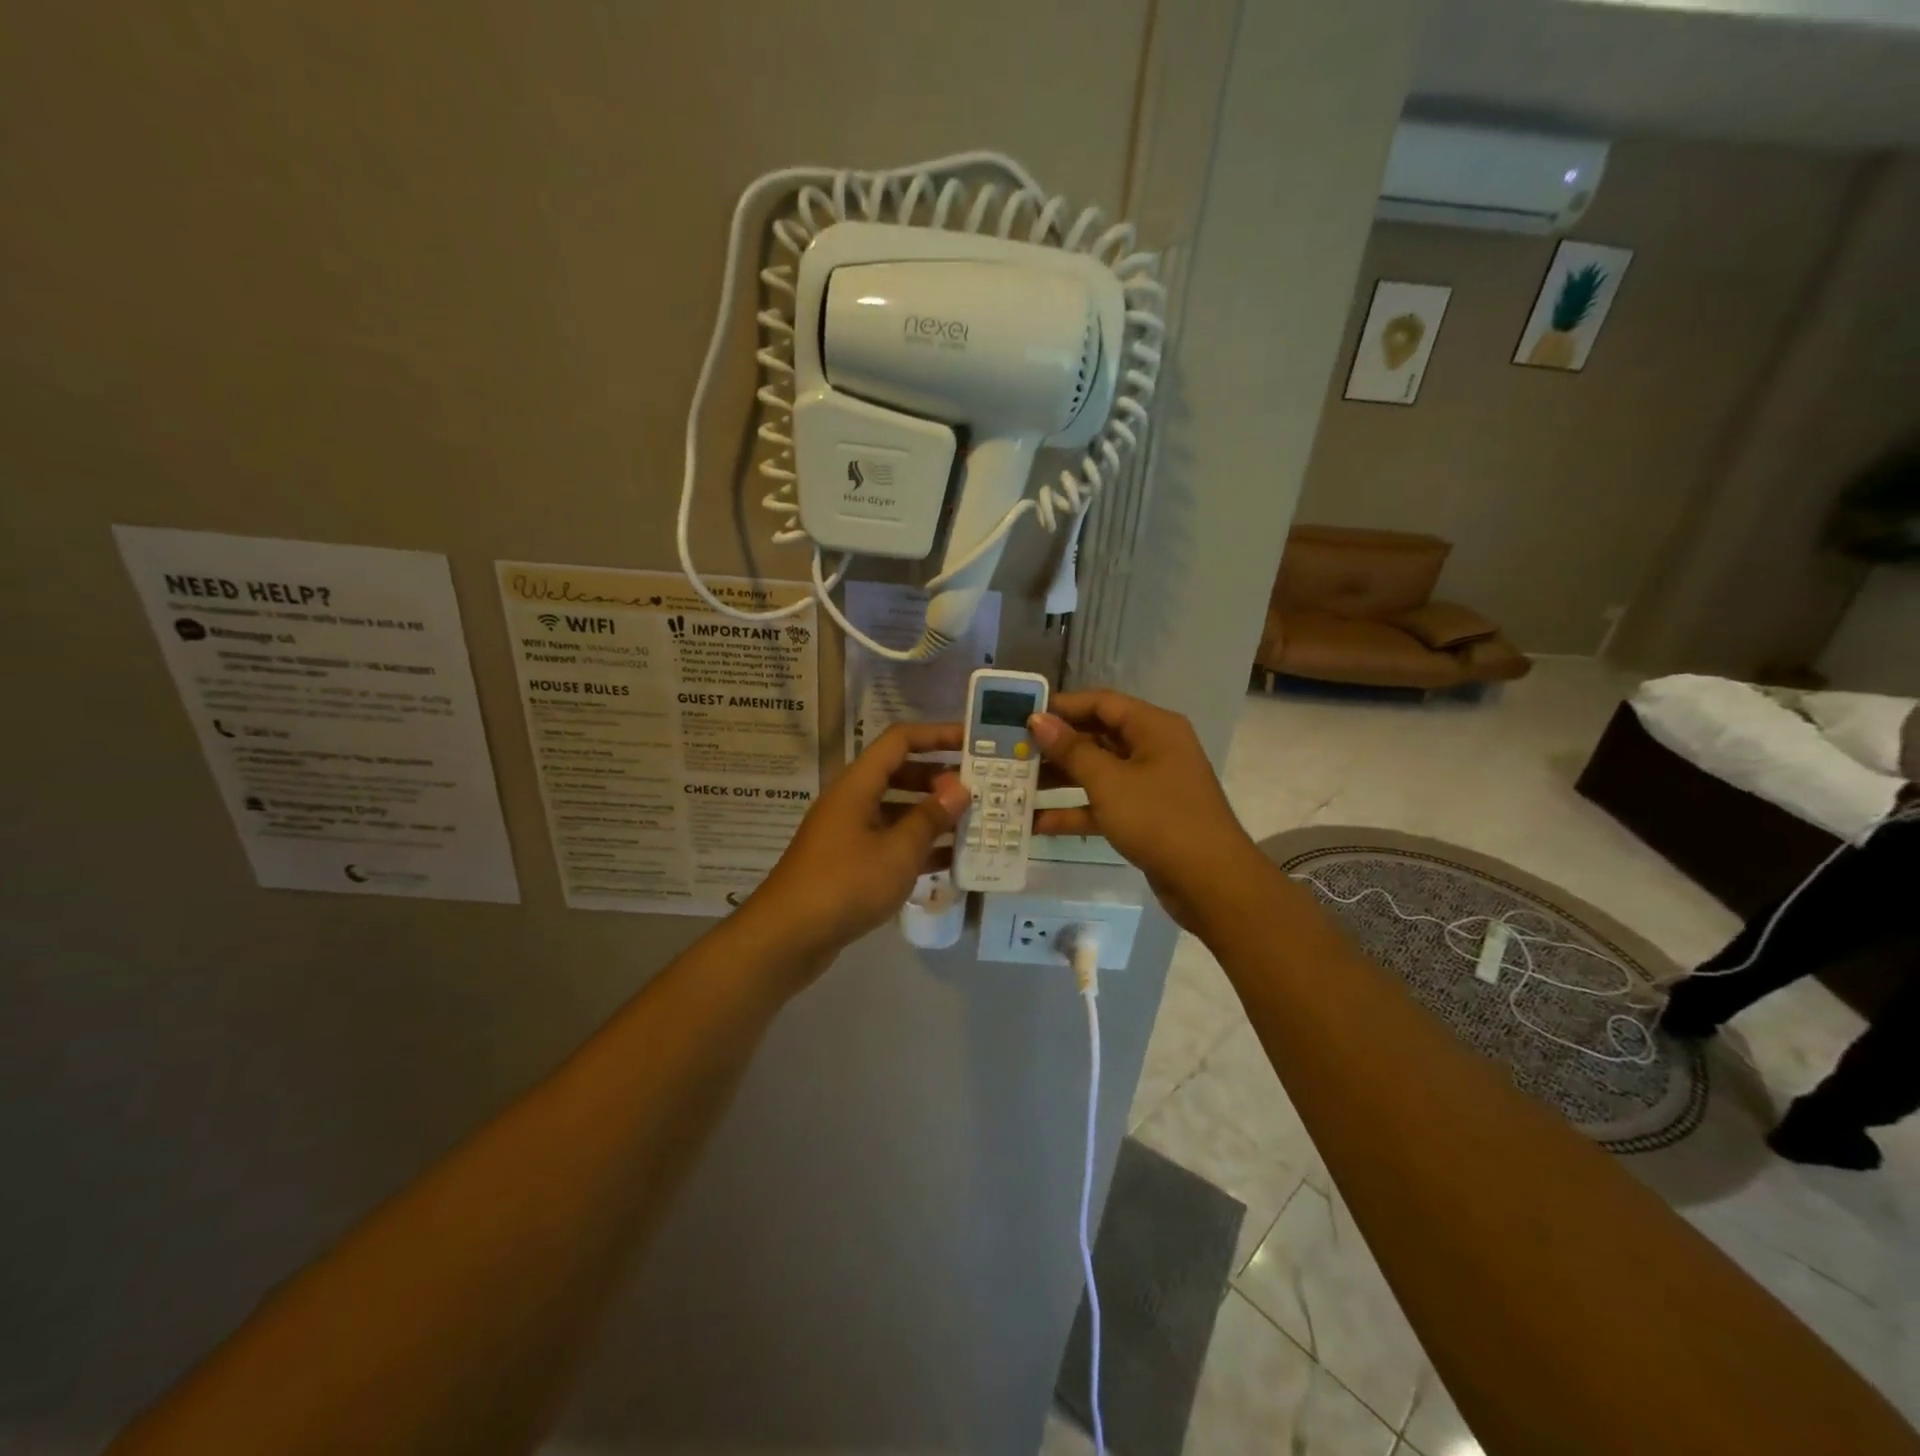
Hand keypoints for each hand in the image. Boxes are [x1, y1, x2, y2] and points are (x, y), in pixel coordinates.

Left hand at [748, 723, 970, 960]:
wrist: (788, 937)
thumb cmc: (845, 884)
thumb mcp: (897, 851)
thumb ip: (930, 818)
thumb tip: (960, 788)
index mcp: (858, 785)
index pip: (900, 740)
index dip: (936, 734)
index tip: (973, 741)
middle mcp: (852, 801)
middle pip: (900, 774)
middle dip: (940, 779)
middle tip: (980, 789)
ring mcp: (849, 833)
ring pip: (897, 811)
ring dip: (932, 815)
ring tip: (974, 823)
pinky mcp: (850, 863)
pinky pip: (890, 842)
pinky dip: (918, 846)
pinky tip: (951, 861)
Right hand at [1029, 691, 1259, 928]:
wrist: (1211, 883)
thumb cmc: (1160, 820)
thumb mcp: (1110, 782)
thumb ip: (1071, 750)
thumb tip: (1038, 720)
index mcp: (1153, 727)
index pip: (1101, 702)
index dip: (1061, 707)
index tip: (1021, 716)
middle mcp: (1153, 749)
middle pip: (1097, 737)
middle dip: (1055, 746)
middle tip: (1013, 752)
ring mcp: (1149, 784)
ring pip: (1097, 772)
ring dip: (1059, 780)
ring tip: (1015, 784)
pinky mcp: (1144, 816)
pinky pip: (1103, 804)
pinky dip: (1075, 811)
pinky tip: (1036, 823)